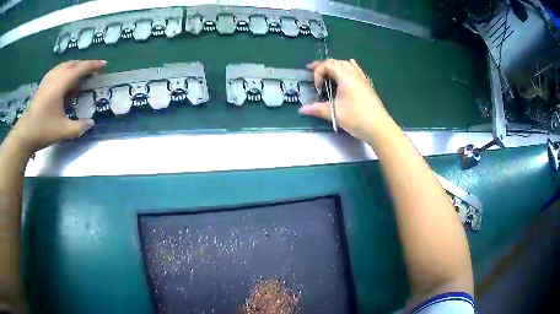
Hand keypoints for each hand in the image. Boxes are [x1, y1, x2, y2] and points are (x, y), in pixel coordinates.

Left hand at [9, 60, 105, 154]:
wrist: (25, 133)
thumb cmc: (44, 130)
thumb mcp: (64, 131)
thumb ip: (79, 127)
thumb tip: (91, 122)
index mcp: (61, 84)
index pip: (80, 69)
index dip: (93, 65)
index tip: (103, 64)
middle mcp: (55, 76)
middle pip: (73, 64)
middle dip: (84, 65)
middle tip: (92, 72)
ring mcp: (48, 79)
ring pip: (64, 65)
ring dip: (74, 67)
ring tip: (79, 77)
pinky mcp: (43, 84)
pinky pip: (57, 70)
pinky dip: (65, 71)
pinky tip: (64, 80)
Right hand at [299, 59, 392, 141]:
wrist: (380, 128)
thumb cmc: (357, 118)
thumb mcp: (335, 113)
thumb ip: (317, 109)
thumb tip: (302, 109)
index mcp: (346, 77)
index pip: (328, 64)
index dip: (318, 72)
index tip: (318, 88)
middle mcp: (355, 74)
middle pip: (337, 62)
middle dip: (324, 66)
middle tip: (313, 72)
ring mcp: (363, 79)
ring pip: (347, 64)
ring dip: (335, 67)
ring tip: (328, 74)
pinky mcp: (368, 85)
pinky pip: (356, 70)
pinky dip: (347, 69)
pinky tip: (346, 75)